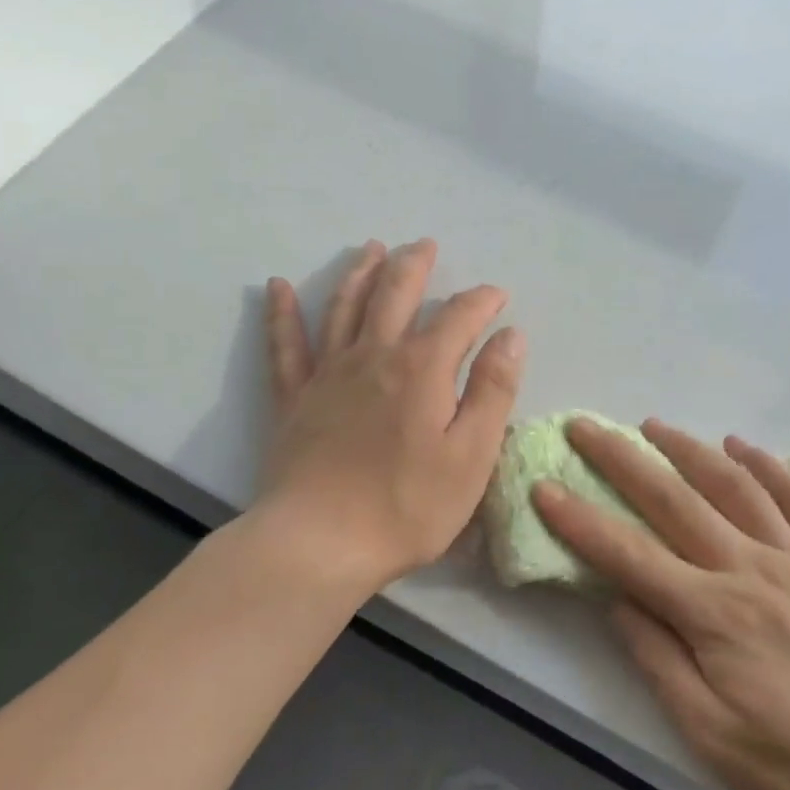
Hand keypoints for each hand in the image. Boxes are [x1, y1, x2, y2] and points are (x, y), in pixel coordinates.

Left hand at [262, 239, 524, 592]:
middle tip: (425, 245)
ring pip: (344, 307)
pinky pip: (285, 345)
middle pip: (395, 295)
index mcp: (422, 369)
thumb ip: (493, 390)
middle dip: (414, 266)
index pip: (458, 317)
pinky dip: (282, 313)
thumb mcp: (472, 455)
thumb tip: (510, 335)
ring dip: (360, 273)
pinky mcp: (294, 399)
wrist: (319, 544)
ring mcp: (328, 374)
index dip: (481, 301)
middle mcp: (374, 356)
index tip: (498, 296)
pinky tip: (278, 286)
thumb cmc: (407, 506)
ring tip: (372, 248)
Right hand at [534, 419, 789, 789]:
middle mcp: (749, 567)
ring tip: (651, 424)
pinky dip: (767, 464)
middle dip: (621, 459)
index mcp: (715, 614)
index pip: (630, 555)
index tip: (544, 486)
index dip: (581, 520)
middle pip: (674, 499)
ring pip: (732, 483)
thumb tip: (619, 603)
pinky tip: (742, 446)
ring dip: (686, 447)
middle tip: (584, 425)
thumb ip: (662, 663)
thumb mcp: (717, 738)